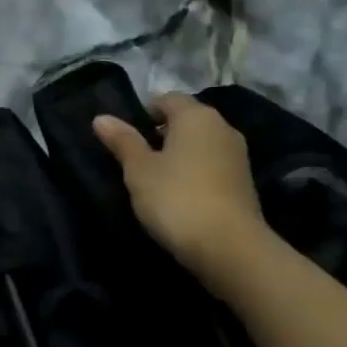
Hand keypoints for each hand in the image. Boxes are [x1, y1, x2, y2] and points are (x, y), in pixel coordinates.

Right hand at [93, 95, 266, 279]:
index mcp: (196, 116)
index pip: (168, 98)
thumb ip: (122, 141)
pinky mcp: (244, 183)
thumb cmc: (177, 199)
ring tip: (155, 179)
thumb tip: (101, 118)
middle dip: (161, 133)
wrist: (230, 248)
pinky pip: (212, 166)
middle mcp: (222, 127)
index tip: (125, 136)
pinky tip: (179, 195)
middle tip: (135, 158)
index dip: (145, 112)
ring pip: (201, 144)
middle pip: (187, 120)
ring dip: (179, 155)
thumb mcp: (139, 170)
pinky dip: (195, 173)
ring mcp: (237, 156)